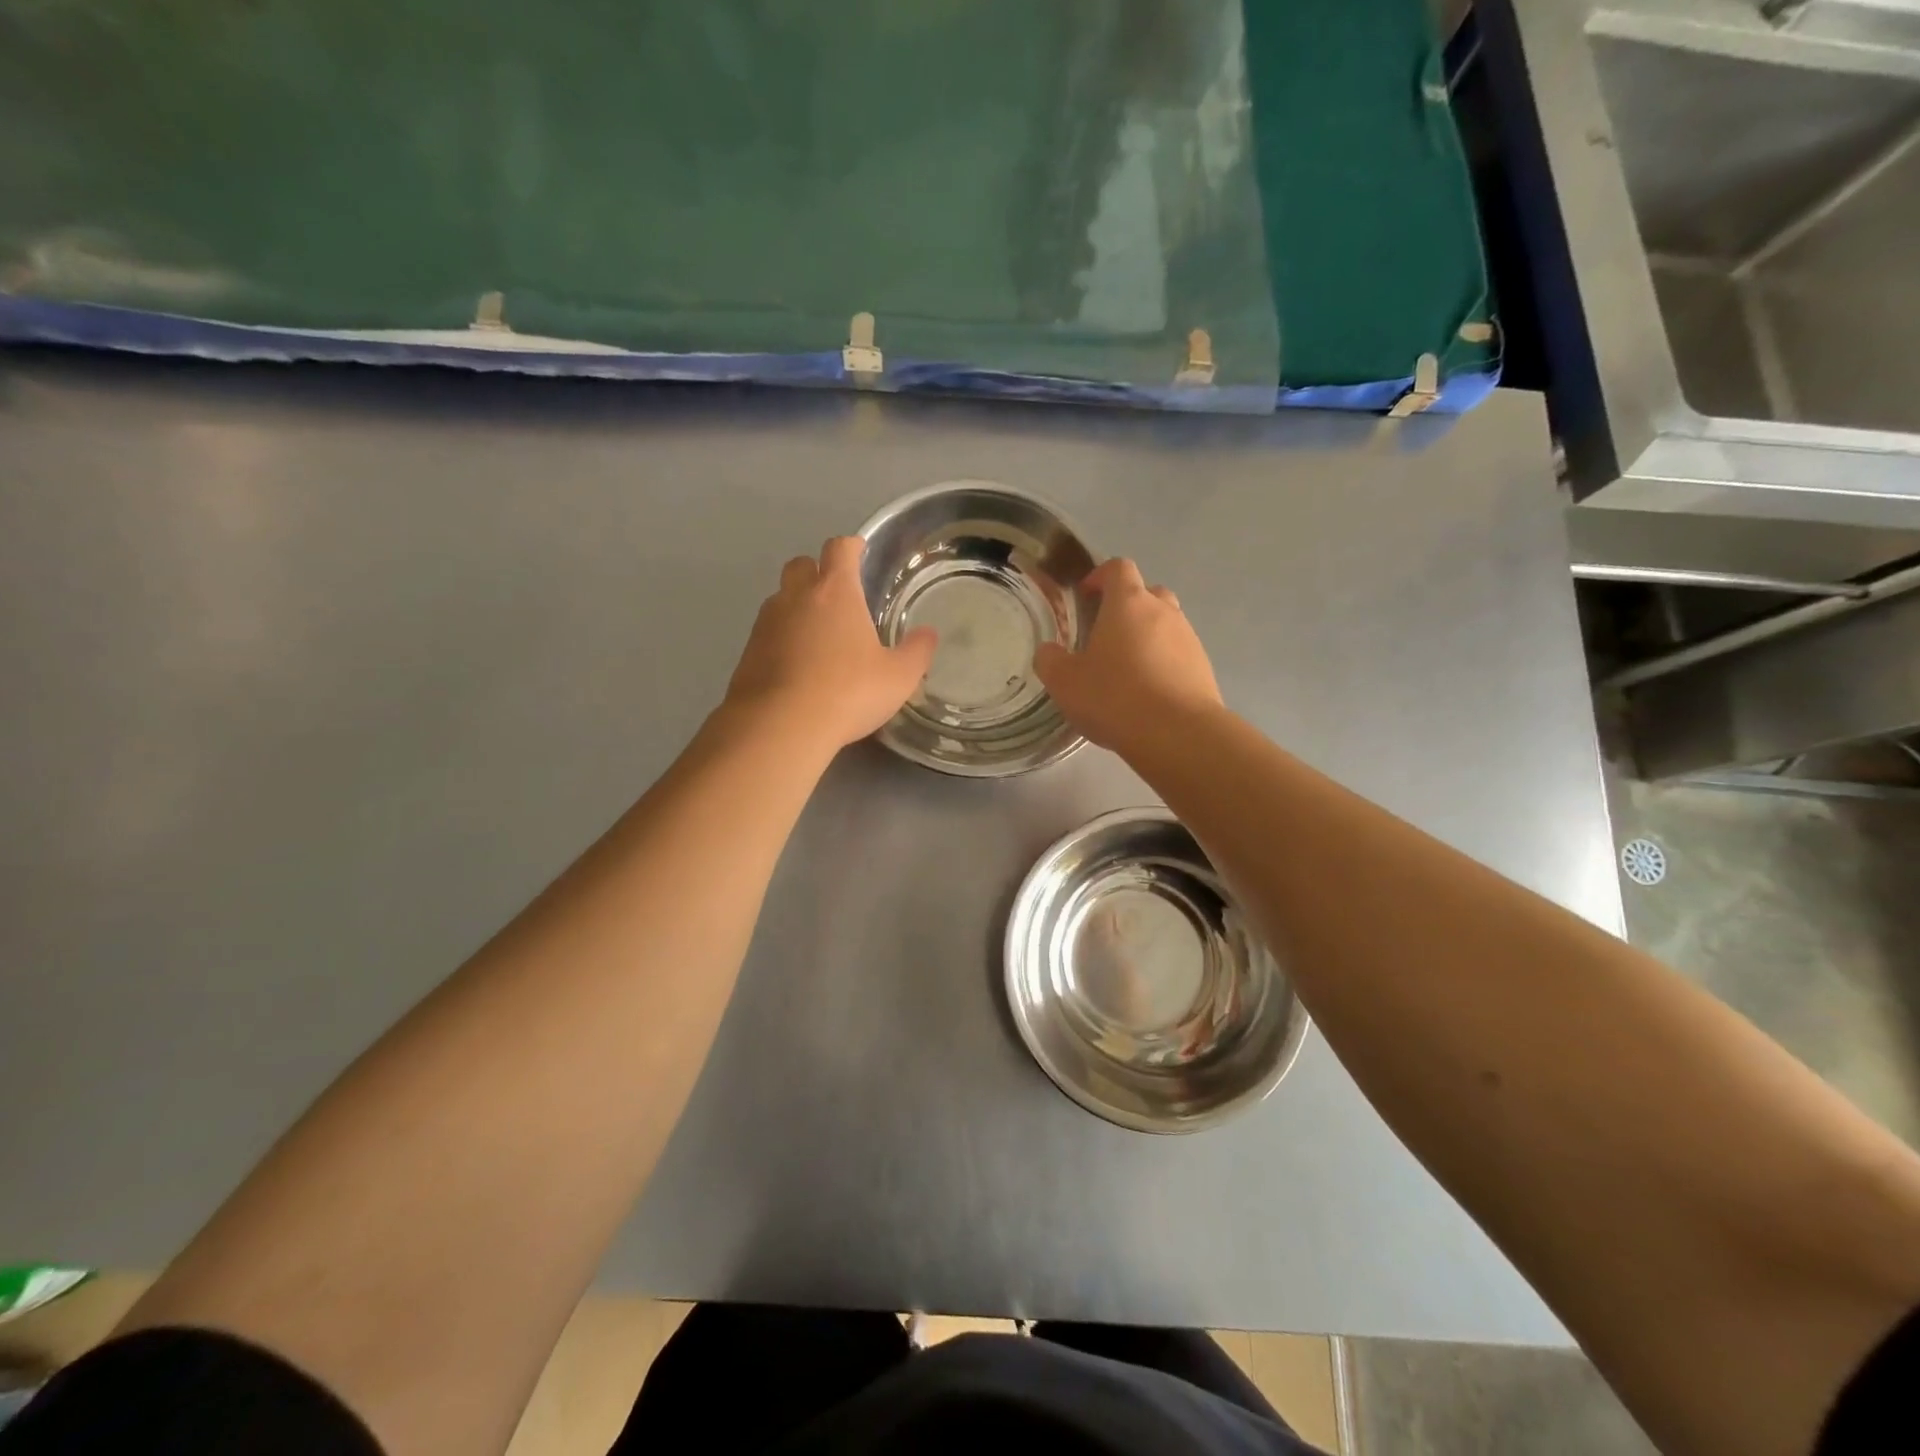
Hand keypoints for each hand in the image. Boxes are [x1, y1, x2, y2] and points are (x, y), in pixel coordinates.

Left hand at [724, 536, 936, 753]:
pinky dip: (781, 638)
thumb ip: (916, 652)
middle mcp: (796, 597)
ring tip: (817, 635)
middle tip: (837, 595)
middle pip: (801, 565)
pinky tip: (796, 665)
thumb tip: (928, 634)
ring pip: (780, 598)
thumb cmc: (847, 693)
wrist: (780, 726)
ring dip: (797, 606)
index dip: (851, 546)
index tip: (859, 551)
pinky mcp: (747, 652)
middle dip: (817, 571)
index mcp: (835, 592)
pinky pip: (767, 632)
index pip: (840, 549)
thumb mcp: (898, 677)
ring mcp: (766, 623)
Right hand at [1033, 558, 1222, 755]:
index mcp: (1128, 603)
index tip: (1085, 596)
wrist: (1178, 734)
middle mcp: (1163, 612)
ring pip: (1166, 625)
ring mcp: (1189, 639)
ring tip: (1126, 670)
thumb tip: (1049, 651)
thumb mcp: (1065, 682)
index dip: (1100, 576)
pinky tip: (1148, 694)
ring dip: (1146, 637)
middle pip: (1147, 593)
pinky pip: (1178, 655)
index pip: (1118, 568)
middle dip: (1126, 607)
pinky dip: (1163, 664)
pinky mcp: (1203, 668)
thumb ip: (1050, 660)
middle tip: (1105, 635)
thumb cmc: (1115, 697)